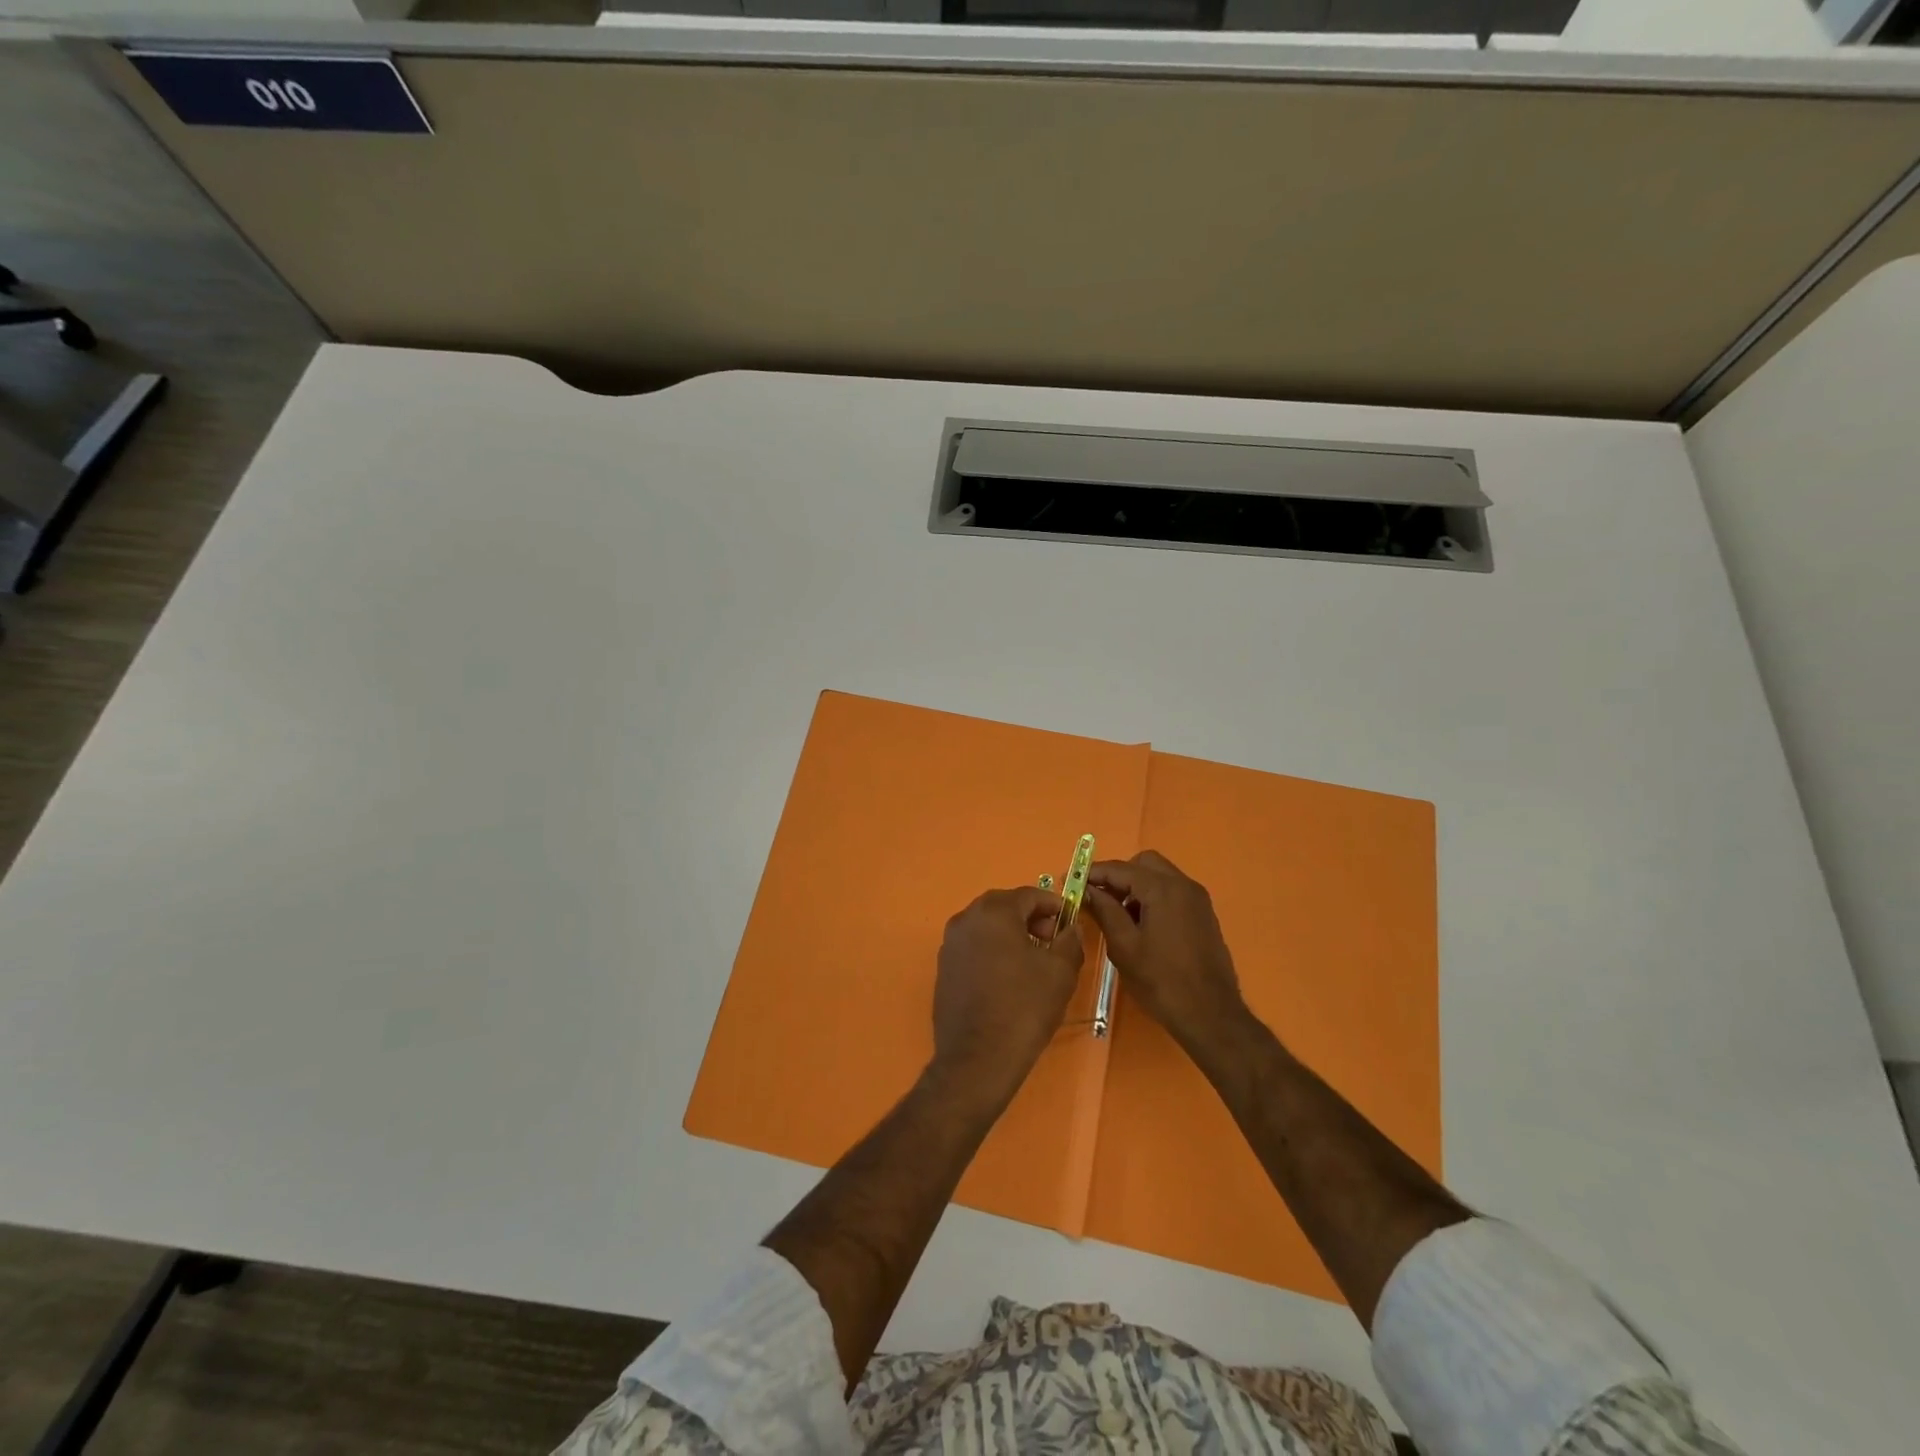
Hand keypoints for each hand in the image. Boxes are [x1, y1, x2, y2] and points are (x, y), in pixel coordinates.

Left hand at [929, 887, 1085, 1112]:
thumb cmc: (1023, 1008)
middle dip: (1031, 918)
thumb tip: (1069, 928)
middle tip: (1052, 941)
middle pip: (1005, 906)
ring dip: (1011, 934)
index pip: (1029, 895)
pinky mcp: (944, 968)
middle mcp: (966, 919)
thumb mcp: (1060, 972)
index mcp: (993, 912)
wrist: (977, 1059)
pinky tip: (1008, 978)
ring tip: (1033, 961)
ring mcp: (950, 944)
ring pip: (987, 926)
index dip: (1053, 906)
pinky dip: (993, 951)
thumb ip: (1069, 941)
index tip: (1069, 923)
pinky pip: (974, 947)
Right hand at [1082, 850, 1249, 1056]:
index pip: (1119, 869)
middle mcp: (1183, 884)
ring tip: (1118, 915)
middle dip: (1118, 876)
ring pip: (1159, 875)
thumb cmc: (1161, 981)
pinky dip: (1153, 896)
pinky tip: (1142, 924)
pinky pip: (1173, 891)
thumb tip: (1086, 889)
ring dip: (1136, 886)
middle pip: (1143, 863)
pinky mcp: (1203, 913)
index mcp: (1162, 889)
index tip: (1069, 881)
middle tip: (1099, 898)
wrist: (1211, 1015)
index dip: (1092, 873)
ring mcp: (1197, 898)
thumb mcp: (1124, 946)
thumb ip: (1104, 910)